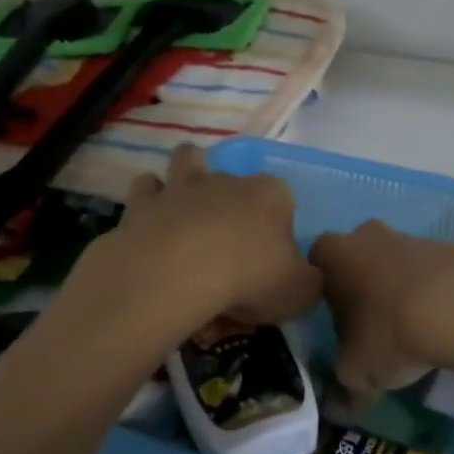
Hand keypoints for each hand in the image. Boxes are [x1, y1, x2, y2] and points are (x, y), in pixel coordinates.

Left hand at [96, 144, 321, 324]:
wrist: (177, 275)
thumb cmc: (250, 278)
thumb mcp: (302, 291)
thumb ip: (310, 279)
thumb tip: (305, 276)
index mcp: (271, 195)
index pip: (283, 197)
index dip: (279, 222)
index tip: (273, 255)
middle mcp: (228, 180)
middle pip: (234, 180)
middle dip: (232, 201)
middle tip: (228, 243)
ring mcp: (182, 186)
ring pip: (187, 161)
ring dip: (187, 177)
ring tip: (187, 210)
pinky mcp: (142, 203)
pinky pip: (146, 189)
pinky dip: (150, 201)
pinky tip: (152, 224)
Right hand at [308, 221, 453, 399]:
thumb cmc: (388, 332)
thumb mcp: (356, 373)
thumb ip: (343, 387)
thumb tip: (338, 408)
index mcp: (332, 254)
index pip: (316, 268)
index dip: (324, 296)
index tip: (337, 325)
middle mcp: (367, 234)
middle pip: (359, 260)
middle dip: (365, 288)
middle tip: (374, 327)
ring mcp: (412, 236)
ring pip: (398, 264)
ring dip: (402, 290)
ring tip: (416, 331)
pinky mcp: (452, 246)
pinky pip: (434, 272)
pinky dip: (436, 293)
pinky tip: (446, 322)